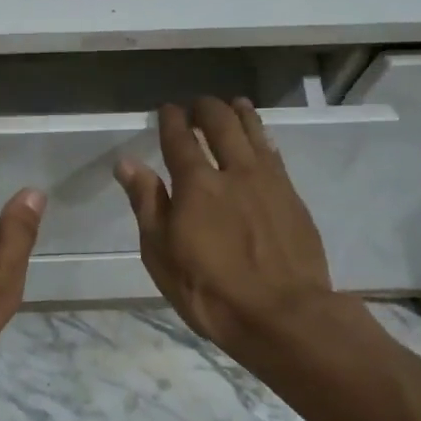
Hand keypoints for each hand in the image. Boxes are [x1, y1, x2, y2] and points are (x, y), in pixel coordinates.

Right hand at [116, 98, 335, 357]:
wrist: (283, 315)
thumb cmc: (210, 291)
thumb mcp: (161, 254)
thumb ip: (147, 203)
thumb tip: (127, 162)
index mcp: (196, 184)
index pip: (180, 139)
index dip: (171, 119)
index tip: (167, 109)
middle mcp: (234, 171)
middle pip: (221, 124)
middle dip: (206, 108)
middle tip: (197, 105)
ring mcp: (269, 181)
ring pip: (254, 132)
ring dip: (240, 114)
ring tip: (233, 105)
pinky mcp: (293, 197)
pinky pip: (274, 153)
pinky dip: (263, 137)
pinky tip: (261, 139)